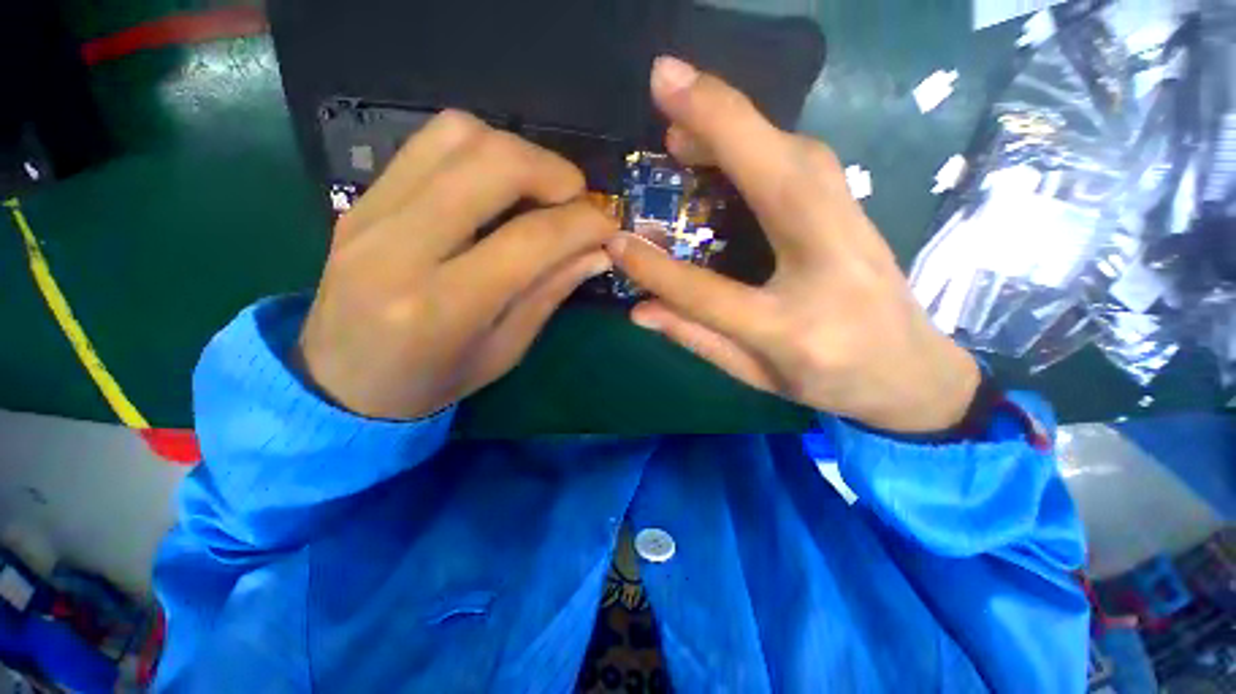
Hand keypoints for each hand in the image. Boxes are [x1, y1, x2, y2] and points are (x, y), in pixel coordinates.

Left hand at [296, 111, 616, 419]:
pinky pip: (429, 143)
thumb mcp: (505, 351)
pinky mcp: (361, 197)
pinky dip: (479, 150)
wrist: (341, 381)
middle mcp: (400, 248)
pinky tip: (496, 184)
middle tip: (577, 198)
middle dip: (554, 171)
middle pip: (492, 165)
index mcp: (444, 307)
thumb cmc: (433, 380)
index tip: (607, 225)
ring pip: (458, 136)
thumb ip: (550, 293)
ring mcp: (371, 213)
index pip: (530, 240)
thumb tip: (597, 252)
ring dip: (517, 152)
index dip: (583, 223)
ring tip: (539, 188)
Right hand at [608, 57, 979, 433]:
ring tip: (684, 114)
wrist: (913, 374)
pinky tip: (732, 136)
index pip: (709, 294)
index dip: (658, 270)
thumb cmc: (828, 383)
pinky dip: (765, 136)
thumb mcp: (756, 375)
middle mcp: (829, 269)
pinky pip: (809, 161)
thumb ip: (697, 339)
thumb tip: (640, 310)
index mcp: (792, 329)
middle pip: (779, 180)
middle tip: (664, 82)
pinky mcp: (859, 212)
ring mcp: (855, 232)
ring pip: (799, 156)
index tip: (616, 242)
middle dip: (720, 121)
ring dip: (740, 122)